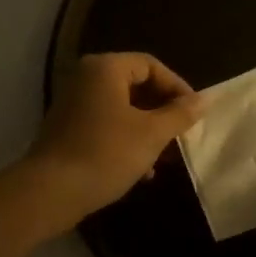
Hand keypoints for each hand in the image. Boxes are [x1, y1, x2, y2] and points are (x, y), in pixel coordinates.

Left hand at [27, 53, 203, 224]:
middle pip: (135, 86)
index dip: (177, 87)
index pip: (151, 65)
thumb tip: (204, 100)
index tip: (194, 114)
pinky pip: (106, 126)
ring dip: (147, 130)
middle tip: (182, 135)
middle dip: (162, 112)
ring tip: (166, 157)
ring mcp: (73, 104)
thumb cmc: (105, 154)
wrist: (51, 191)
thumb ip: (180, 114)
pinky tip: (142, 171)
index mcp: (105, 69)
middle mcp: (85, 79)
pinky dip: (126, 141)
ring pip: (122, 109)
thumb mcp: (151, 134)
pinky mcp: (68, 130)